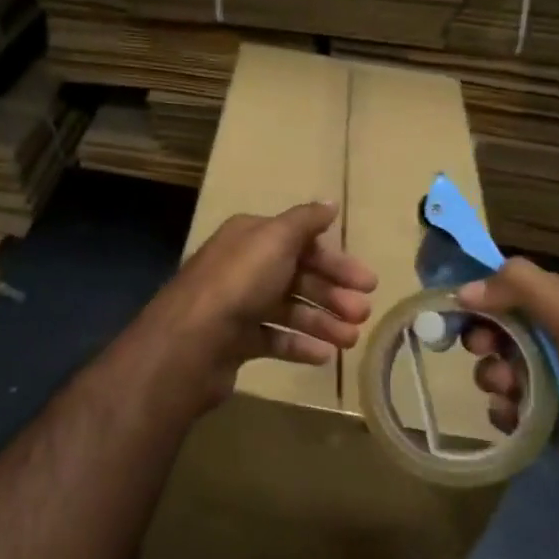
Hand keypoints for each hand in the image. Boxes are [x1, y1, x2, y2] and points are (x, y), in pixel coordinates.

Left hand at [142, 202, 377, 408]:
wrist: (190, 343)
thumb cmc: (239, 283)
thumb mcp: (275, 239)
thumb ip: (305, 220)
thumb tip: (330, 203)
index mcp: (251, 238)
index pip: (301, 243)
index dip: (336, 261)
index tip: (367, 282)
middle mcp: (243, 267)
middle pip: (298, 277)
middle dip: (333, 295)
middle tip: (363, 314)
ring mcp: (237, 306)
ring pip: (289, 310)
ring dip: (322, 323)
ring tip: (350, 340)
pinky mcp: (235, 341)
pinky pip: (274, 339)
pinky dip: (299, 345)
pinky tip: (323, 355)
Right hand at [459, 258, 558, 512]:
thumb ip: (523, 290)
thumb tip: (465, 290)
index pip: (518, 286)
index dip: (486, 293)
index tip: (459, 306)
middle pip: (503, 327)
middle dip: (486, 338)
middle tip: (483, 349)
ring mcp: (553, 380)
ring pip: (500, 367)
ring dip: (496, 377)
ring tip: (511, 390)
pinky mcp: (545, 417)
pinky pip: (506, 405)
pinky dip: (505, 410)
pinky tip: (517, 418)